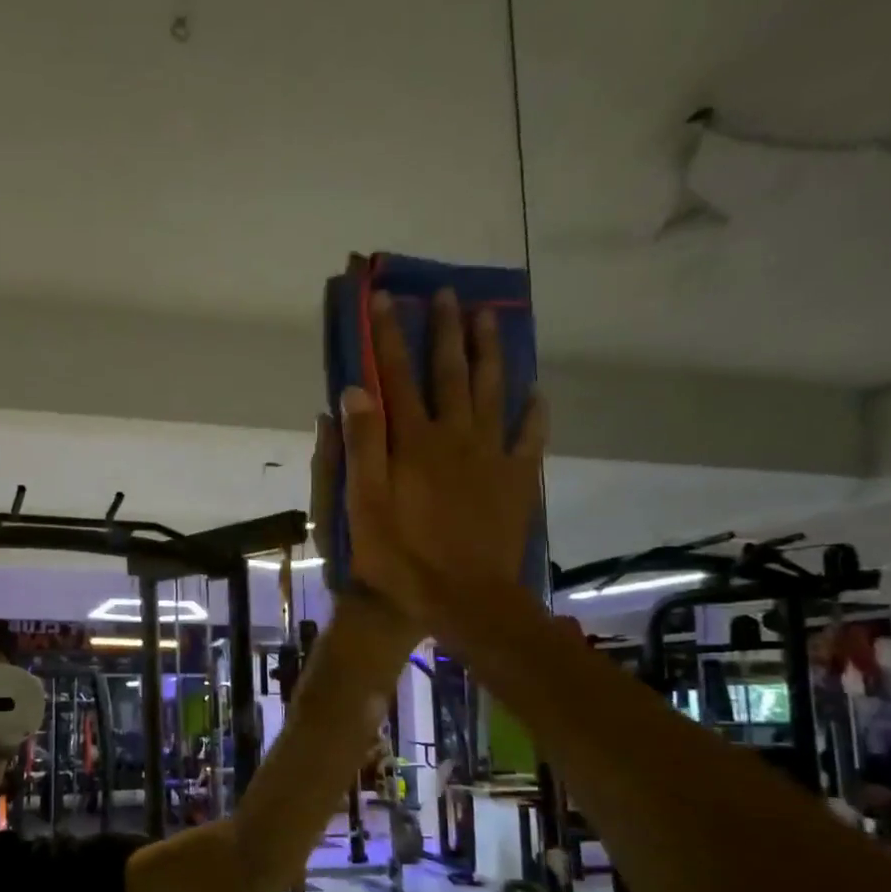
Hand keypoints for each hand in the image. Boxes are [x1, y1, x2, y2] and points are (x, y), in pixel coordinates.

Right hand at [338, 289, 545, 640]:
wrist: (464, 597)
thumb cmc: (402, 557)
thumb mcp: (363, 506)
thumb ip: (361, 447)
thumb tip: (354, 389)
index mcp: (413, 442)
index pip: (396, 377)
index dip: (388, 337)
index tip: (384, 300)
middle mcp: (455, 437)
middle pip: (450, 373)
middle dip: (445, 331)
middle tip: (447, 294)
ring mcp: (492, 456)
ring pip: (493, 392)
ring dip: (489, 353)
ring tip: (490, 318)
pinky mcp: (517, 480)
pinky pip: (529, 436)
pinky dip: (533, 411)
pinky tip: (536, 392)